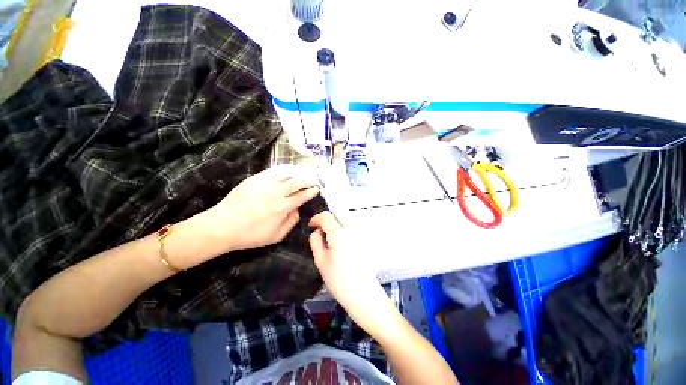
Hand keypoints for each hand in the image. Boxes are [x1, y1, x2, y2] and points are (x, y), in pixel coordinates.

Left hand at [205, 165, 319, 251]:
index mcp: (282, 207)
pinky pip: (274, 171)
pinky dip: (284, 170)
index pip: (303, 195)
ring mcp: (265, 183)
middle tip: (313, 181)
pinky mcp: (255, 178)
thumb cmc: (250, 235)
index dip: (312, 191)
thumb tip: (298, 210)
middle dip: (308, 180)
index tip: (316, 190)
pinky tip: (287, 172)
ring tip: (302, 175)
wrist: (222, 226)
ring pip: (287, 173)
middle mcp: (276, 192)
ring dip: (298, 173)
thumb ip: (291, 222)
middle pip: (298, 181)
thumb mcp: (275, 236)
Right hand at [309, 212, 388, 324]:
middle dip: (328, 217)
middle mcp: (352, 228)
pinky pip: (353, 226)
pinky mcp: (366, 238)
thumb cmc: (338, 280)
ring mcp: (361, 232)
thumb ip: (316, 240)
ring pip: (347, 218)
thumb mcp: (320, 260)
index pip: (327, 216)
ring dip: (337, 222)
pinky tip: (342, 242)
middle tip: (322, 230)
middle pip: (339, 212)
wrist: (363, 293)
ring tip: (331, 237)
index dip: (316, 218)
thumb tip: (317, 230)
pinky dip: (345, 227)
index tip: (311, 225)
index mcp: (339, 234)